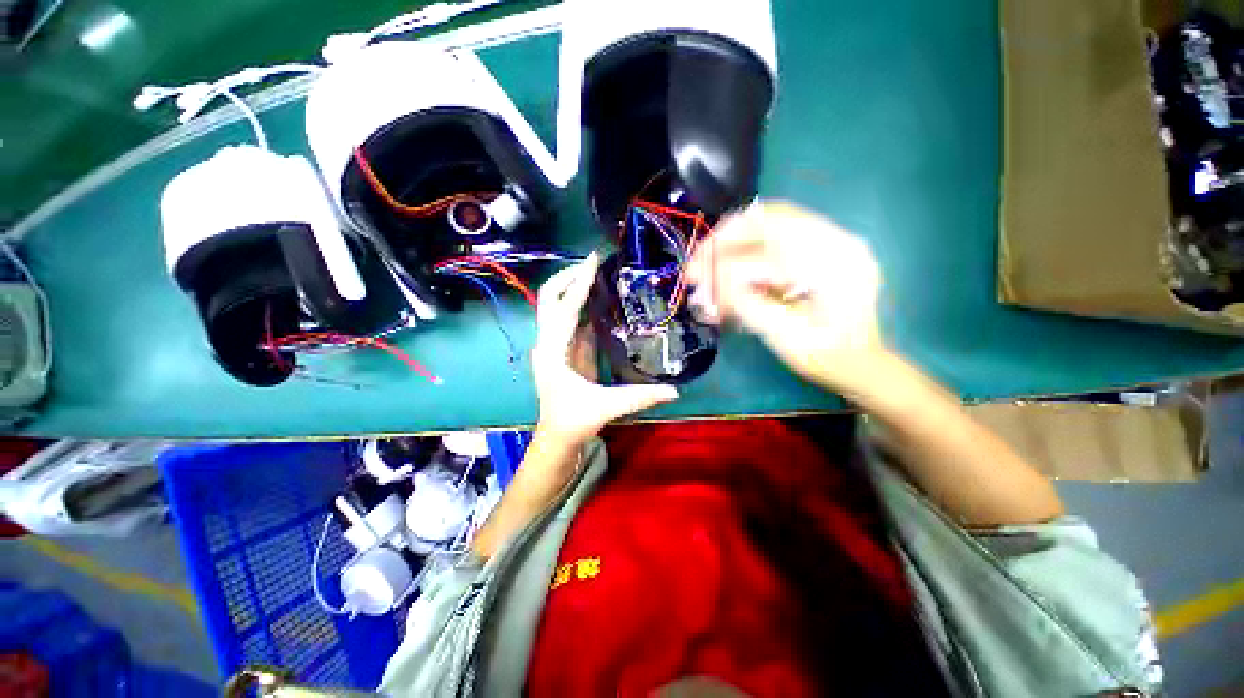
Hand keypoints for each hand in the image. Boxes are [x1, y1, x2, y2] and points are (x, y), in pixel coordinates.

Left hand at [532, 252, 679, 443]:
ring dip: (573, 286)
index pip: (565, 310)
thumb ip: (640, 397)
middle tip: (593, 263)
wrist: (557, 436)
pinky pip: (569, 318)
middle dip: (568, 277)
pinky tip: (599, 297)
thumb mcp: (607, 408)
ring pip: (555, 306)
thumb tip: (675, 391)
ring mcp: (553, 344)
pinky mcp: (563, 349)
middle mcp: (548, 343)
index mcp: (553, 352)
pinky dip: (580, 303)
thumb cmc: (575, 421)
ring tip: (597, 272)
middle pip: (549, 299)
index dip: (579, 283)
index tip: (593, 260)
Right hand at [685, 201, 887, 395]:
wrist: (861, 364)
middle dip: (724, 241)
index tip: (694, 276)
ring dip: (733, 244)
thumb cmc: (825, 357)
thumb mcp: (783, 336)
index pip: (768, 242)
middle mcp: (839, 239)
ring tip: (708, 269)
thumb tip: (711, 282)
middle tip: (697, 266)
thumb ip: (747, 303)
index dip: (723, 256)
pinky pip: (779, 235)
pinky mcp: (824, 248)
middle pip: (769, 217)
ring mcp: (834, 240)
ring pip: (772, 222)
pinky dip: (748, 249)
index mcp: (835, 263)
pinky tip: (733, 271)